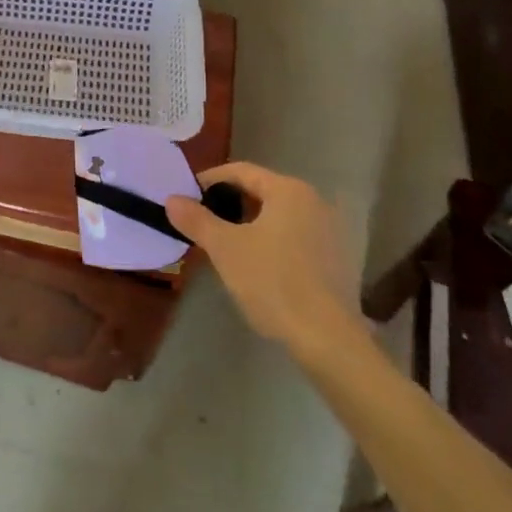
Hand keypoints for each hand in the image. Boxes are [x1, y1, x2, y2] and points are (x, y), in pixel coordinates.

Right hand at [166, 162, 361, 356]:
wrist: (328, 340)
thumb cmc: (273, 282)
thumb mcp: (225, 249)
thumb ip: (197, 220)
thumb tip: (172, 199)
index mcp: (288, 190)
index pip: (241, 171)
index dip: (210, 180)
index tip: (188, 197)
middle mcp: (314, 201)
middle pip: (262, 192)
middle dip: (230, 204)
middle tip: (203, 222)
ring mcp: (331, 231)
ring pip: (280, 217)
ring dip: (251, 225)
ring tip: (225, 245)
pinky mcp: (339, 260)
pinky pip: (296, 238)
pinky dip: (273, 242)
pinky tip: (259, 267)